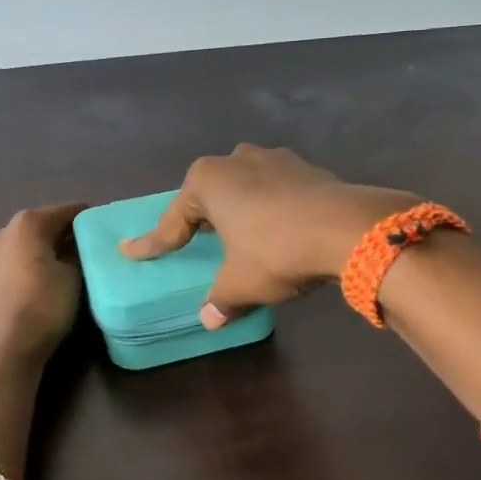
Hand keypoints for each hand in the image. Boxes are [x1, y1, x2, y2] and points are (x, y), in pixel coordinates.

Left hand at [0, 203, 87, 361]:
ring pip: (16, 244)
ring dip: (31, 251)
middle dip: (57, 235)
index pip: (67, 211)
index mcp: (30, 223)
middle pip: (39, 226)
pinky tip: (18, 282)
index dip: (86, 220)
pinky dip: (10, 267)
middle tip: (77, 254)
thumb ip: (75, 252)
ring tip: (47, 271)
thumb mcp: (74, 277)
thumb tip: (73, 243)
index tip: (99, 233)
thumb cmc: (45, 306)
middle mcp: (2, 230)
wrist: (4, 347)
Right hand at [119, 145, 414, 326]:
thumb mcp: (241, 284)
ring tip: (238, 235)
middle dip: (200, 218)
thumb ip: (221, 300)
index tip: (131, 252)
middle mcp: (238, 160)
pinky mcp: (309, 169)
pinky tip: (278, 230)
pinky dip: (270, 210)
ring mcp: (276, 160)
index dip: (153, 243)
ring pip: (245, 186)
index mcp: (209, 181)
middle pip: (208, 194)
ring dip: (238, 210)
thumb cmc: (277, 251)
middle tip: (192, 240)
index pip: (173, 221)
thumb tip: (209, 319)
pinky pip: (276, 191)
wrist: (349, 229)